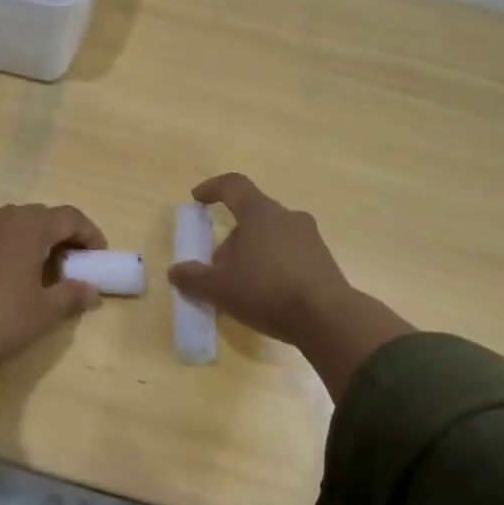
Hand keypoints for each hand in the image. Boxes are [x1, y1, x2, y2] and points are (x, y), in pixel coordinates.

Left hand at [0, 204, 105, 401]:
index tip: (99, 256)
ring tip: (44, 269)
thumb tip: (92, 293)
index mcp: (28, 226)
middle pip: (41, 216)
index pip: (69, 217)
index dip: (90, 234)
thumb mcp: (44, 311)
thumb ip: (72, 295)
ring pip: (14, 224)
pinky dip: (10, 247)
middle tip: (75, 262)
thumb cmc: (1, 321)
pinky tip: (11, 276)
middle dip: (62, 235)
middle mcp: (1, 218)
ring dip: (35, 239)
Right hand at [167, 173, 413, 396]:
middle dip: (232, 237)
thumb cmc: (266, 290)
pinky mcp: (324, 261)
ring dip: (253, 253)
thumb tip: (176, 271)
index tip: (198, 198)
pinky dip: (273, 266)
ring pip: (272, 236)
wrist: (328, 318)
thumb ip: (194, 277)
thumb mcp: (220, 288)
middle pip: (252, 216)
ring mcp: (310, 238)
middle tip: (218, 265)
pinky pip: (290, 254)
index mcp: (260, 213)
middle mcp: (287, 217)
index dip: (213, 188)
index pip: (234, 186)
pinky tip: (266, 294)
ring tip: (241, 284)